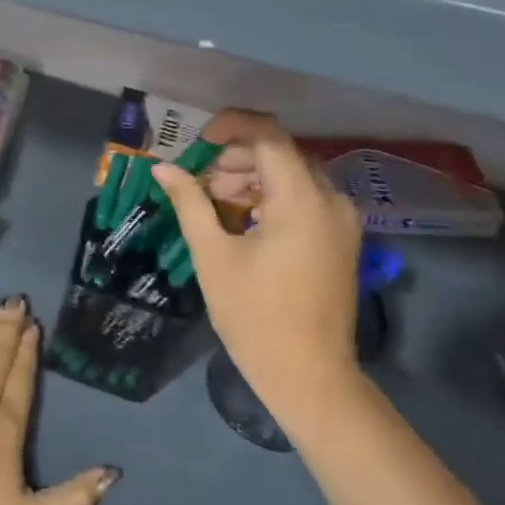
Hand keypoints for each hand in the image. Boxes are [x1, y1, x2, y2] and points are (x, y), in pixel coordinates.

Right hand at [152, 110, 364, 429]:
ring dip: (253, 178)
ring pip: (293, 176)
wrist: (309, 376)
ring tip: (215, 202)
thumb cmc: (255, 316)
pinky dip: (272, 198)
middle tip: (200, 181)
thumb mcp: (213, 255)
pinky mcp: (341, 239)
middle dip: (237, 159)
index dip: (231, 127)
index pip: (269, 136)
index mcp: (301, 200)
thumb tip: (162, 168)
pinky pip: (305, 199)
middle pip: (281, 154)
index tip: (198, 140)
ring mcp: (342, 221)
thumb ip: (190, 203)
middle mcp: (331, 200)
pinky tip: (243, 220)